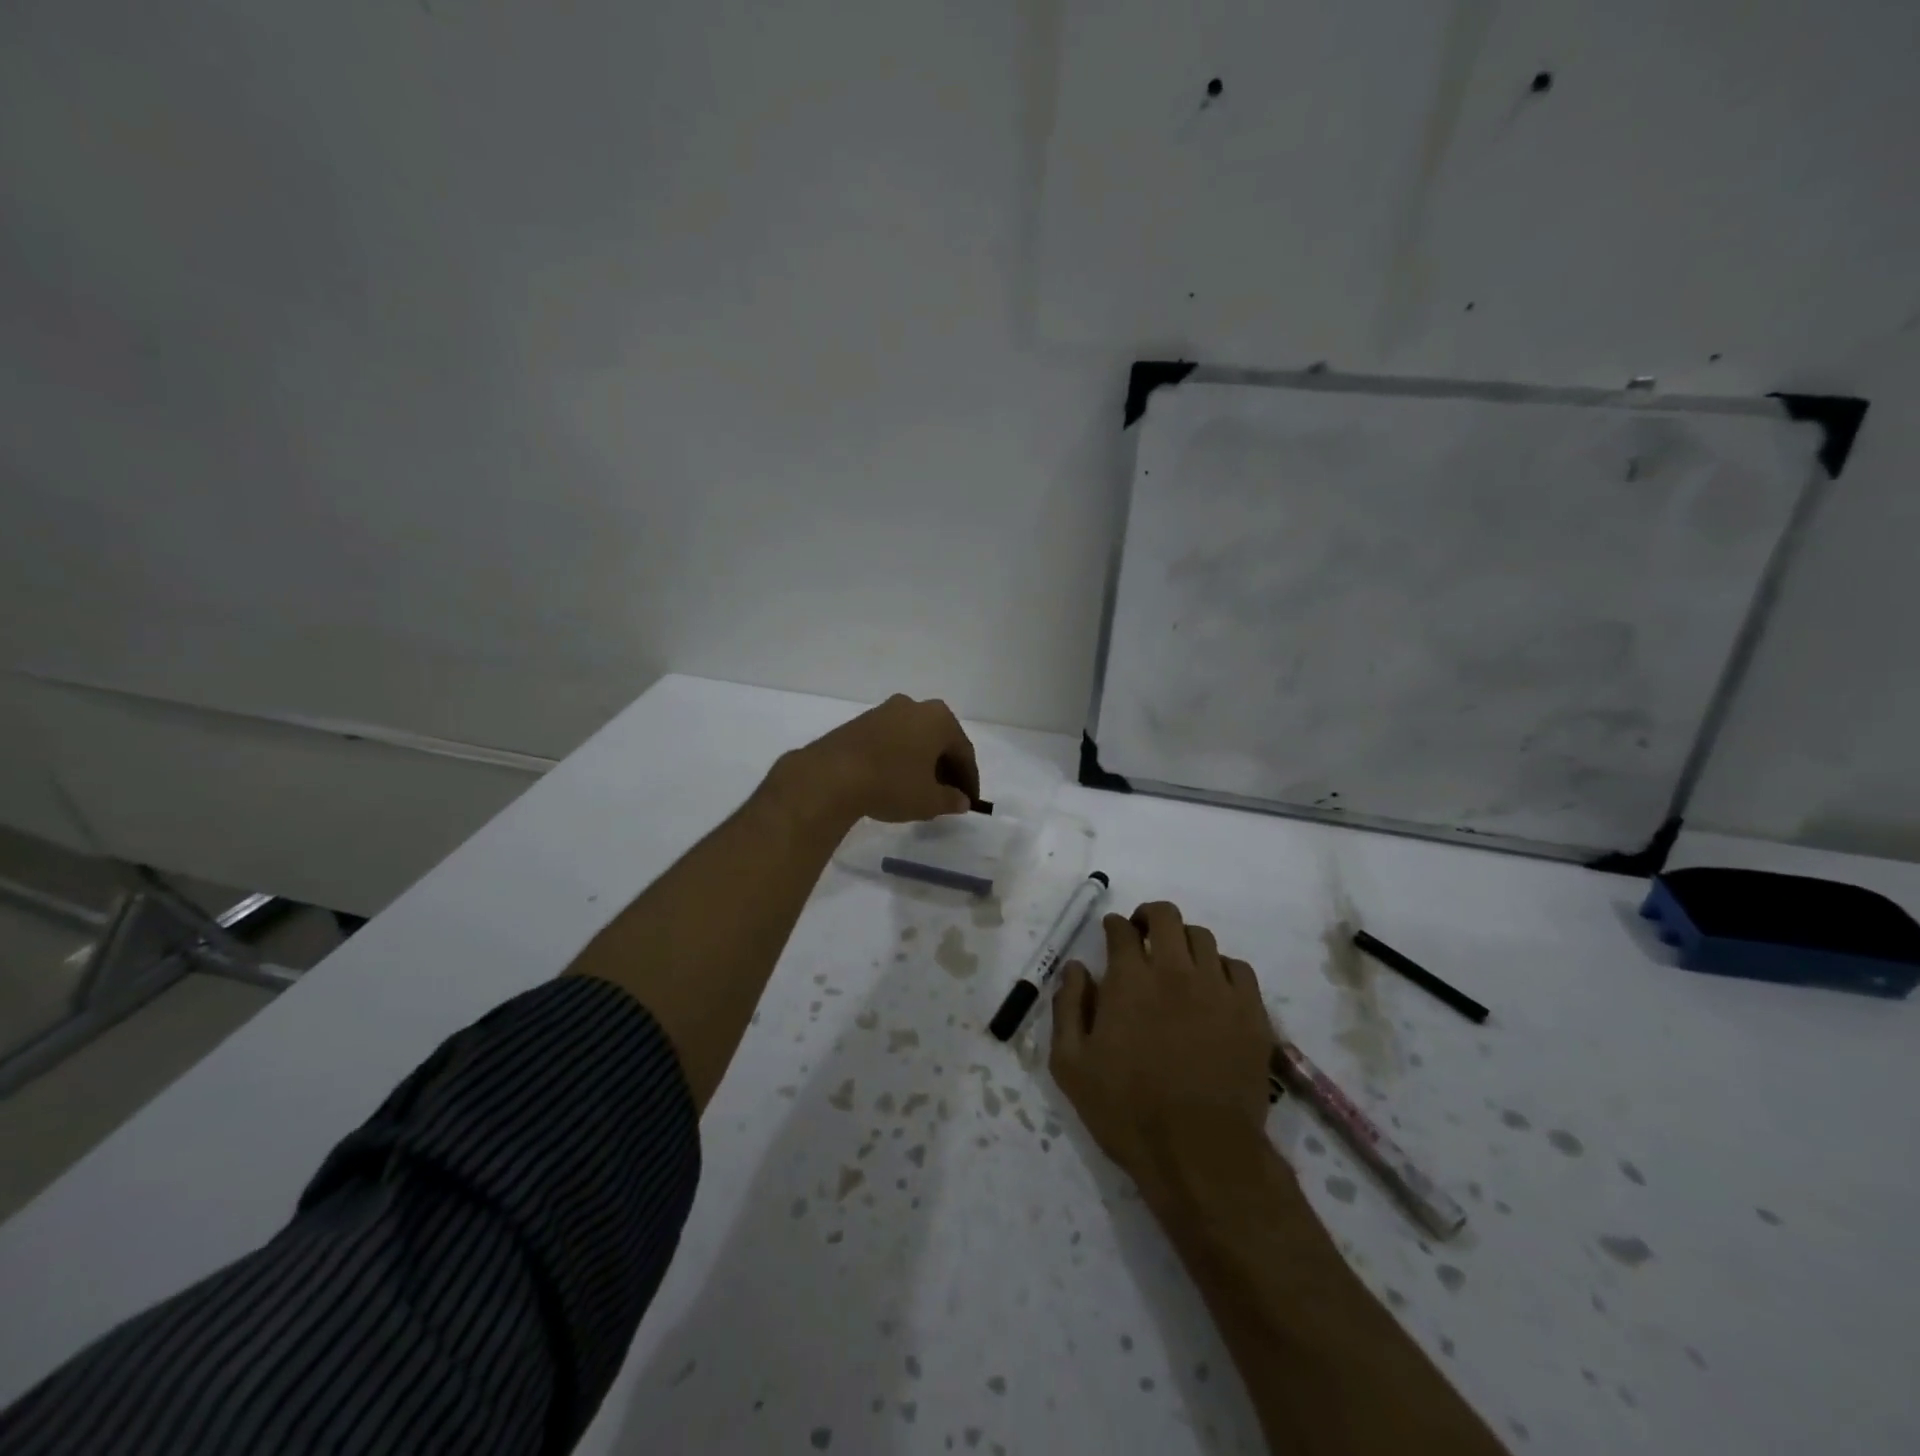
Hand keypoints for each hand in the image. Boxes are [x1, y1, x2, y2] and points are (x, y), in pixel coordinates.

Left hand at [775, 694, 978, 824]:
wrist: (831, 775)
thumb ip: (951, 800)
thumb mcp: (928, 800)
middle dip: (946, 768)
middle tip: (948, 794)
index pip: (964, 751)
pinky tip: (894, 779)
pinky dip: (900, 758)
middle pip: (939, 740)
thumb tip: (961, 801)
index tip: (969, 801)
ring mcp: (884, 711)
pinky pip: (892, 740)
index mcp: (939, 719)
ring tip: (920, 788)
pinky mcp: (860, 722)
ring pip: (914, 738)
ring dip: (922, 762)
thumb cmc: (892, 783)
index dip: (969, 780)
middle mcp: (914, 706)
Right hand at [1051, 901, 1275, 1185]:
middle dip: (1149, 917)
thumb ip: (1068, 1008)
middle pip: (1166, 916)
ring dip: (1183, 941)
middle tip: (1142, 936)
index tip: (1112, 934)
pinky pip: (1238, 968)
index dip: (1113, 926)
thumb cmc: (1127, 1111)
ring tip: (1177, 963)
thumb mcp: (1071, 1065)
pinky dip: (1220, 968)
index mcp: (1129, 980)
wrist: (1201, 1155)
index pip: (1121, 930)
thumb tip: (1076, 969)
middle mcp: (1175, 971)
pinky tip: (1212, 989)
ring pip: (1203, 938)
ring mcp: (1218, 990)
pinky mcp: (1251, 1013)